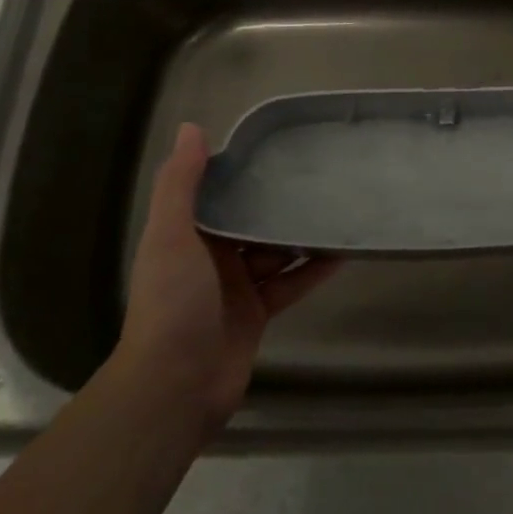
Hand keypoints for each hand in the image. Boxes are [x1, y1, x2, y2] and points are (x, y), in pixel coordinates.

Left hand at [116, 123, 339, 429]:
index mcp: (187, 235)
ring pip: (275, 251)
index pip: (218, 193)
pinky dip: (313, 270)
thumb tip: (191, 127)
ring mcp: (236, 287)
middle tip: (320, 175)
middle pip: (251, 221)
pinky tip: (342, 253)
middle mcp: (211, 257)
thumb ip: (180, 184)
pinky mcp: (258, 314)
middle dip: (279, 202)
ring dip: (301, 234)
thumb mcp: (170, 236)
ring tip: (337, 208)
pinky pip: (291, 284)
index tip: (278, 147)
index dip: (243, 171)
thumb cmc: (172, 302)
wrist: (174, 386)